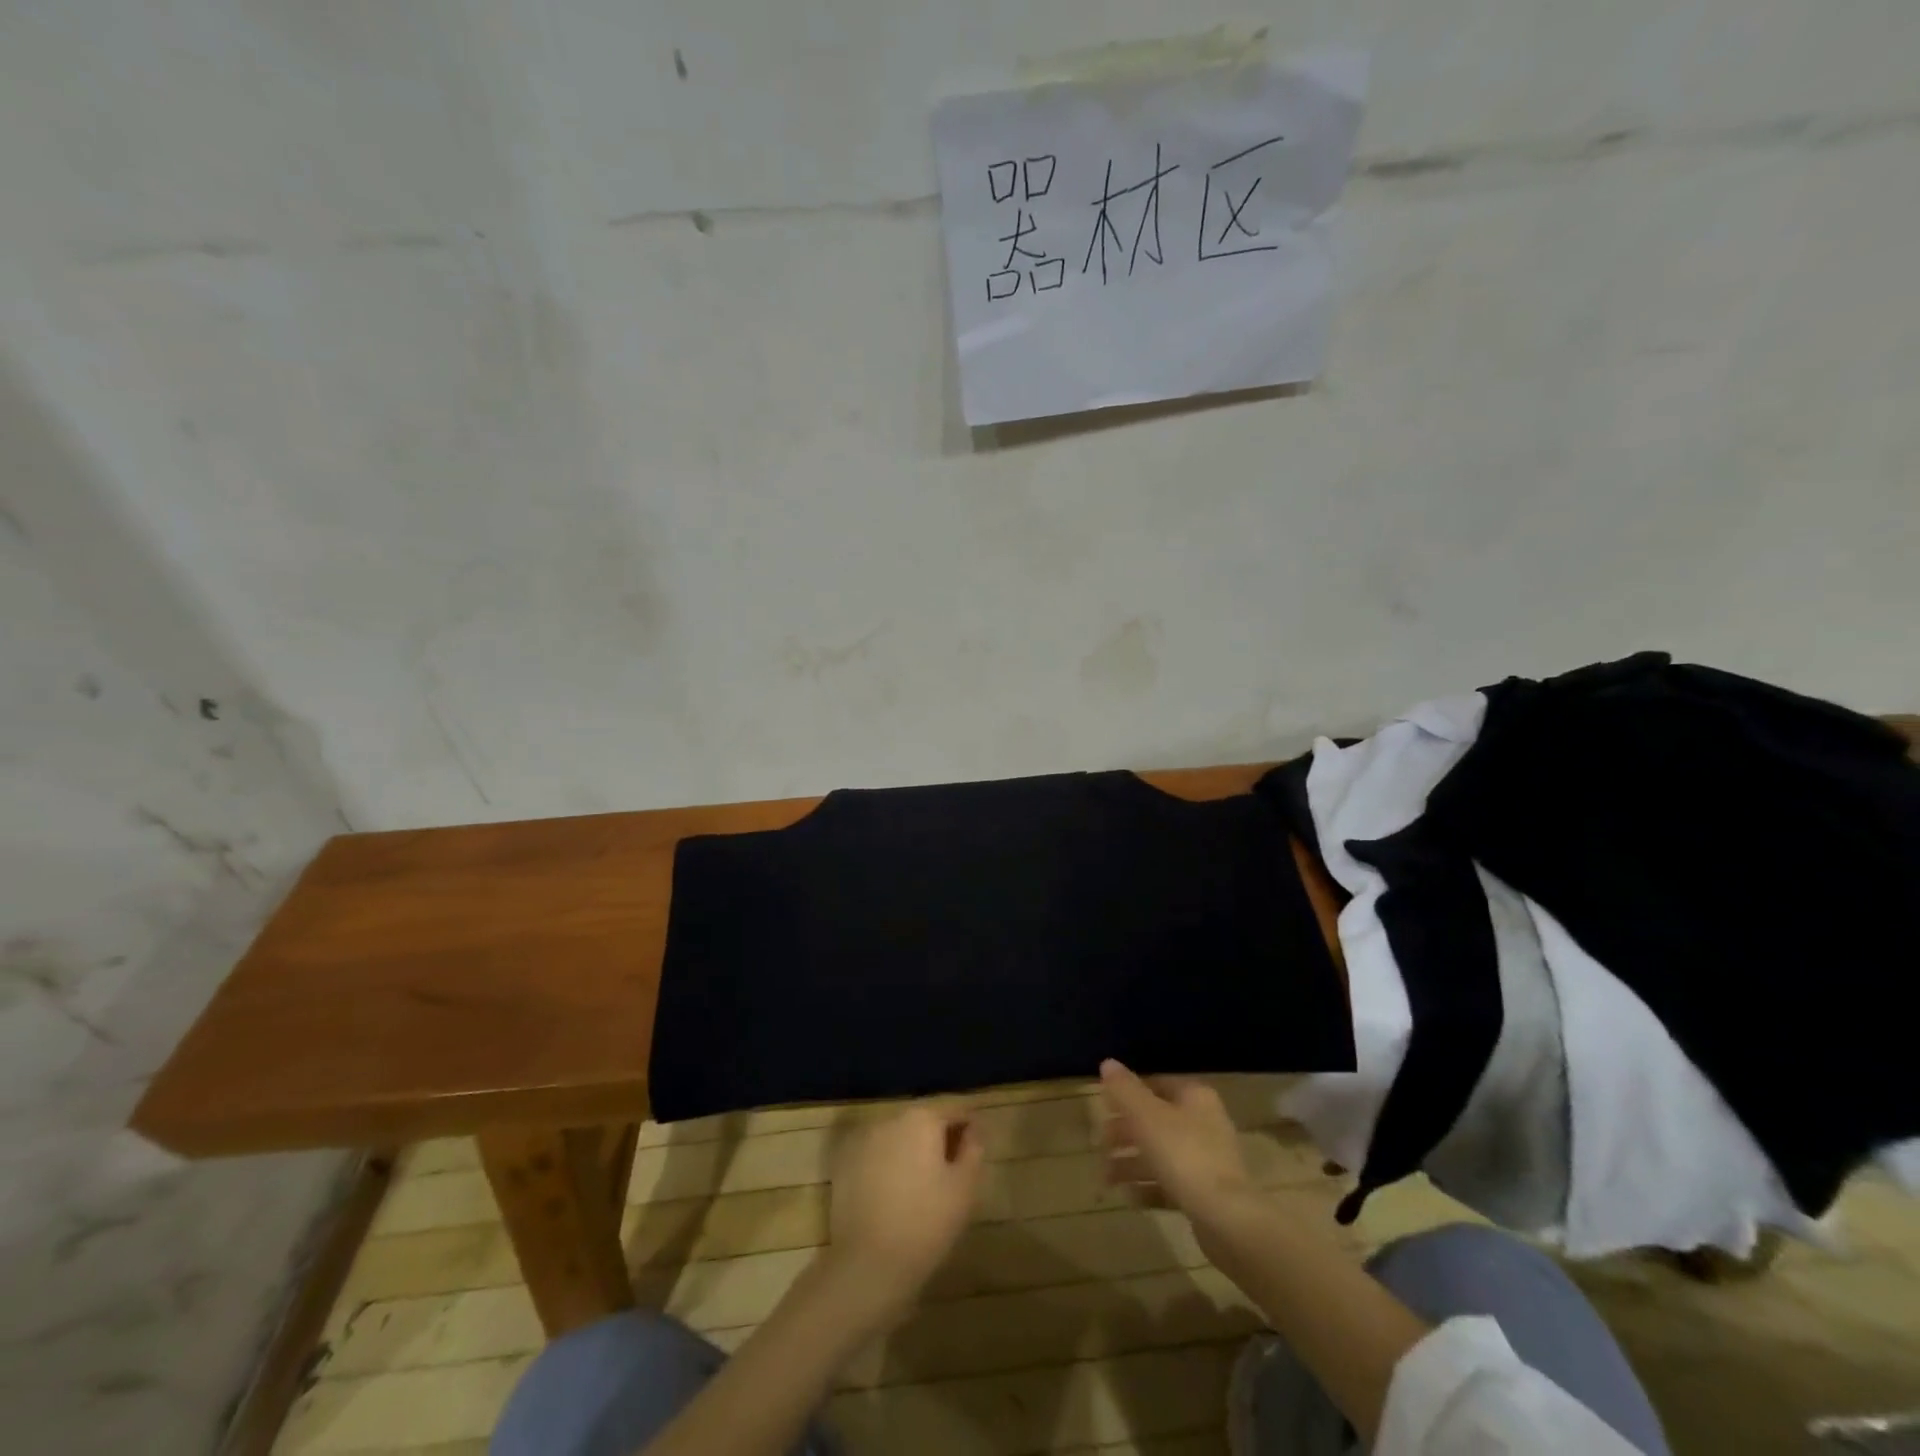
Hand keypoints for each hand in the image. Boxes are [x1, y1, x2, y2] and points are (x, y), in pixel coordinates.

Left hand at [823, 1102, 984, 1328]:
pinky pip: (876, 1154)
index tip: (977, 1145)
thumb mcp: (964, 1187)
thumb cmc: (926, 1223)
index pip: (954, 1108)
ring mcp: (863, 1139)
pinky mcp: (844, 1163)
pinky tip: (896, 1192)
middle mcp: (890, 1118)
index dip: (969, 1124)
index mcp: (922, 1118)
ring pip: (899, 1135)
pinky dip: (889, 1163)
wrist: (868, 1265)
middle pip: (923, 1119)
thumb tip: (974, 1129)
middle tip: (953, 1168)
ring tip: (924, 1182)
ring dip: (913, 1148)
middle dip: (940, 1136)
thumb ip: (974, 1149)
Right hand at [1100, 1059, 1252, 1218]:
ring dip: (1131, 1163)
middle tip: (1100, 1143)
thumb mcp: (1147, 1116)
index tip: (1103, 1105)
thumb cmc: (1184, 1154)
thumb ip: (1125, 1090)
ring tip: (1106, 1177)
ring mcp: (1206, 1160)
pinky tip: (1128, 1197)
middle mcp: (1203, 1123)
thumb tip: (1107, 1062)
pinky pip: (1170, 1183)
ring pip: (1160, 1154)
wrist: (1227, 1219)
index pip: (1156, 1084)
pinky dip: (1148, 1187)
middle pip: (1156, 1120)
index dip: (1128, 1092)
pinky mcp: (1205, 1193)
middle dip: (1125, 1132)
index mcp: (1194, 1097)